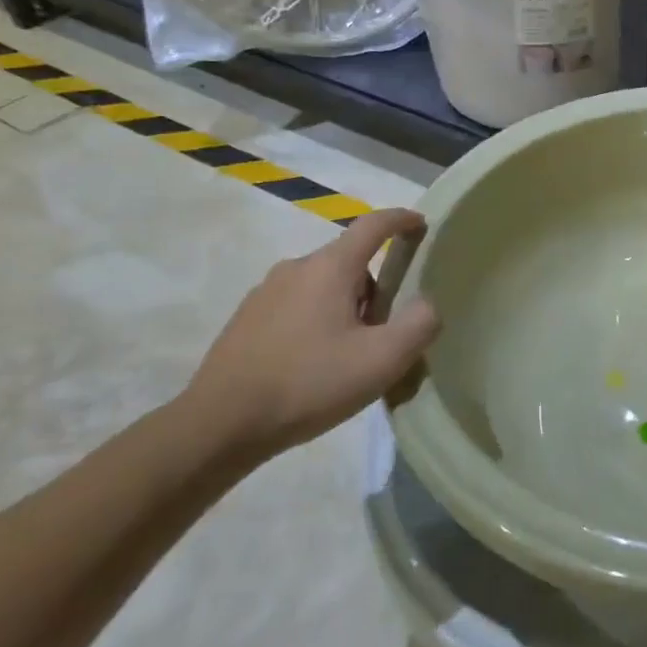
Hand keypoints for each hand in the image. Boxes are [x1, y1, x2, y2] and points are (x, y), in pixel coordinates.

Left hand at [181, 209, 439, 456]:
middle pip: (350, 262)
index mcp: (330, 268)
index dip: (402, 220)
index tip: (421, 224)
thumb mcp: (382, 360)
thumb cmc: (309, 384)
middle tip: (387, 333)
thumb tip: (427, 304)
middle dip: (376, 288)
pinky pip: (297, 306)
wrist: (219, 426)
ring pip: (323, 286)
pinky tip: (315, 366)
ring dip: (346, 308)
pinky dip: (317, 323)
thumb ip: (419, 324)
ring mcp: (265, 292)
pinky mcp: (246, 319)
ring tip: (350, 357)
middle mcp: (296, 268)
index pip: (374, 225)